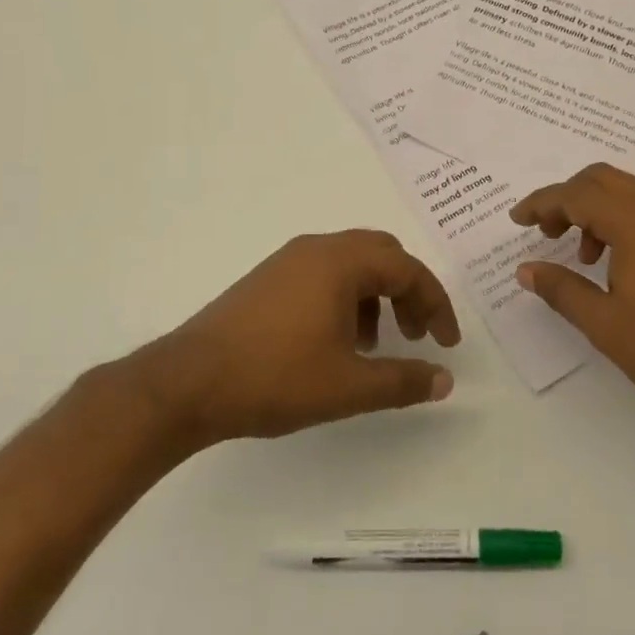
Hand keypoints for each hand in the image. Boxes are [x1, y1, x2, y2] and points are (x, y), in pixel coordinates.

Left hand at [132, 230, 460, 448]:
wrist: (188, 383)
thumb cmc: (276, 378)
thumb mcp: (349, 386)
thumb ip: (403, 380)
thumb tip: (445, 379)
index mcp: (342, 262)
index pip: (408, 269)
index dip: (435, 305)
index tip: (446, 343)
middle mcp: (318, 248)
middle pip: (382, 255)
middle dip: (407, 292)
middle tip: (415, 334)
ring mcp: (288, 260)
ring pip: (351, 263)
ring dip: (375, 295)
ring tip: (374, 344)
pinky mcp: (267, 278)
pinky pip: (323, 273)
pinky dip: (345, 297)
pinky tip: (334, 341)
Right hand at [511, 164, 634, 425]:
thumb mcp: (604, 325)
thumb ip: (562, 290)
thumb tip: (526, 269)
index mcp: (634, 223)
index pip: (576, 194)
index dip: (541, 203)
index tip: (516, 220)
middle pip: (601, 178)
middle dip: (566, 197)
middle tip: (545, 231)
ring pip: (625, 191)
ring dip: (593, 209)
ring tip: (580, 255)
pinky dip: (618, 220)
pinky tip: (614, 263)